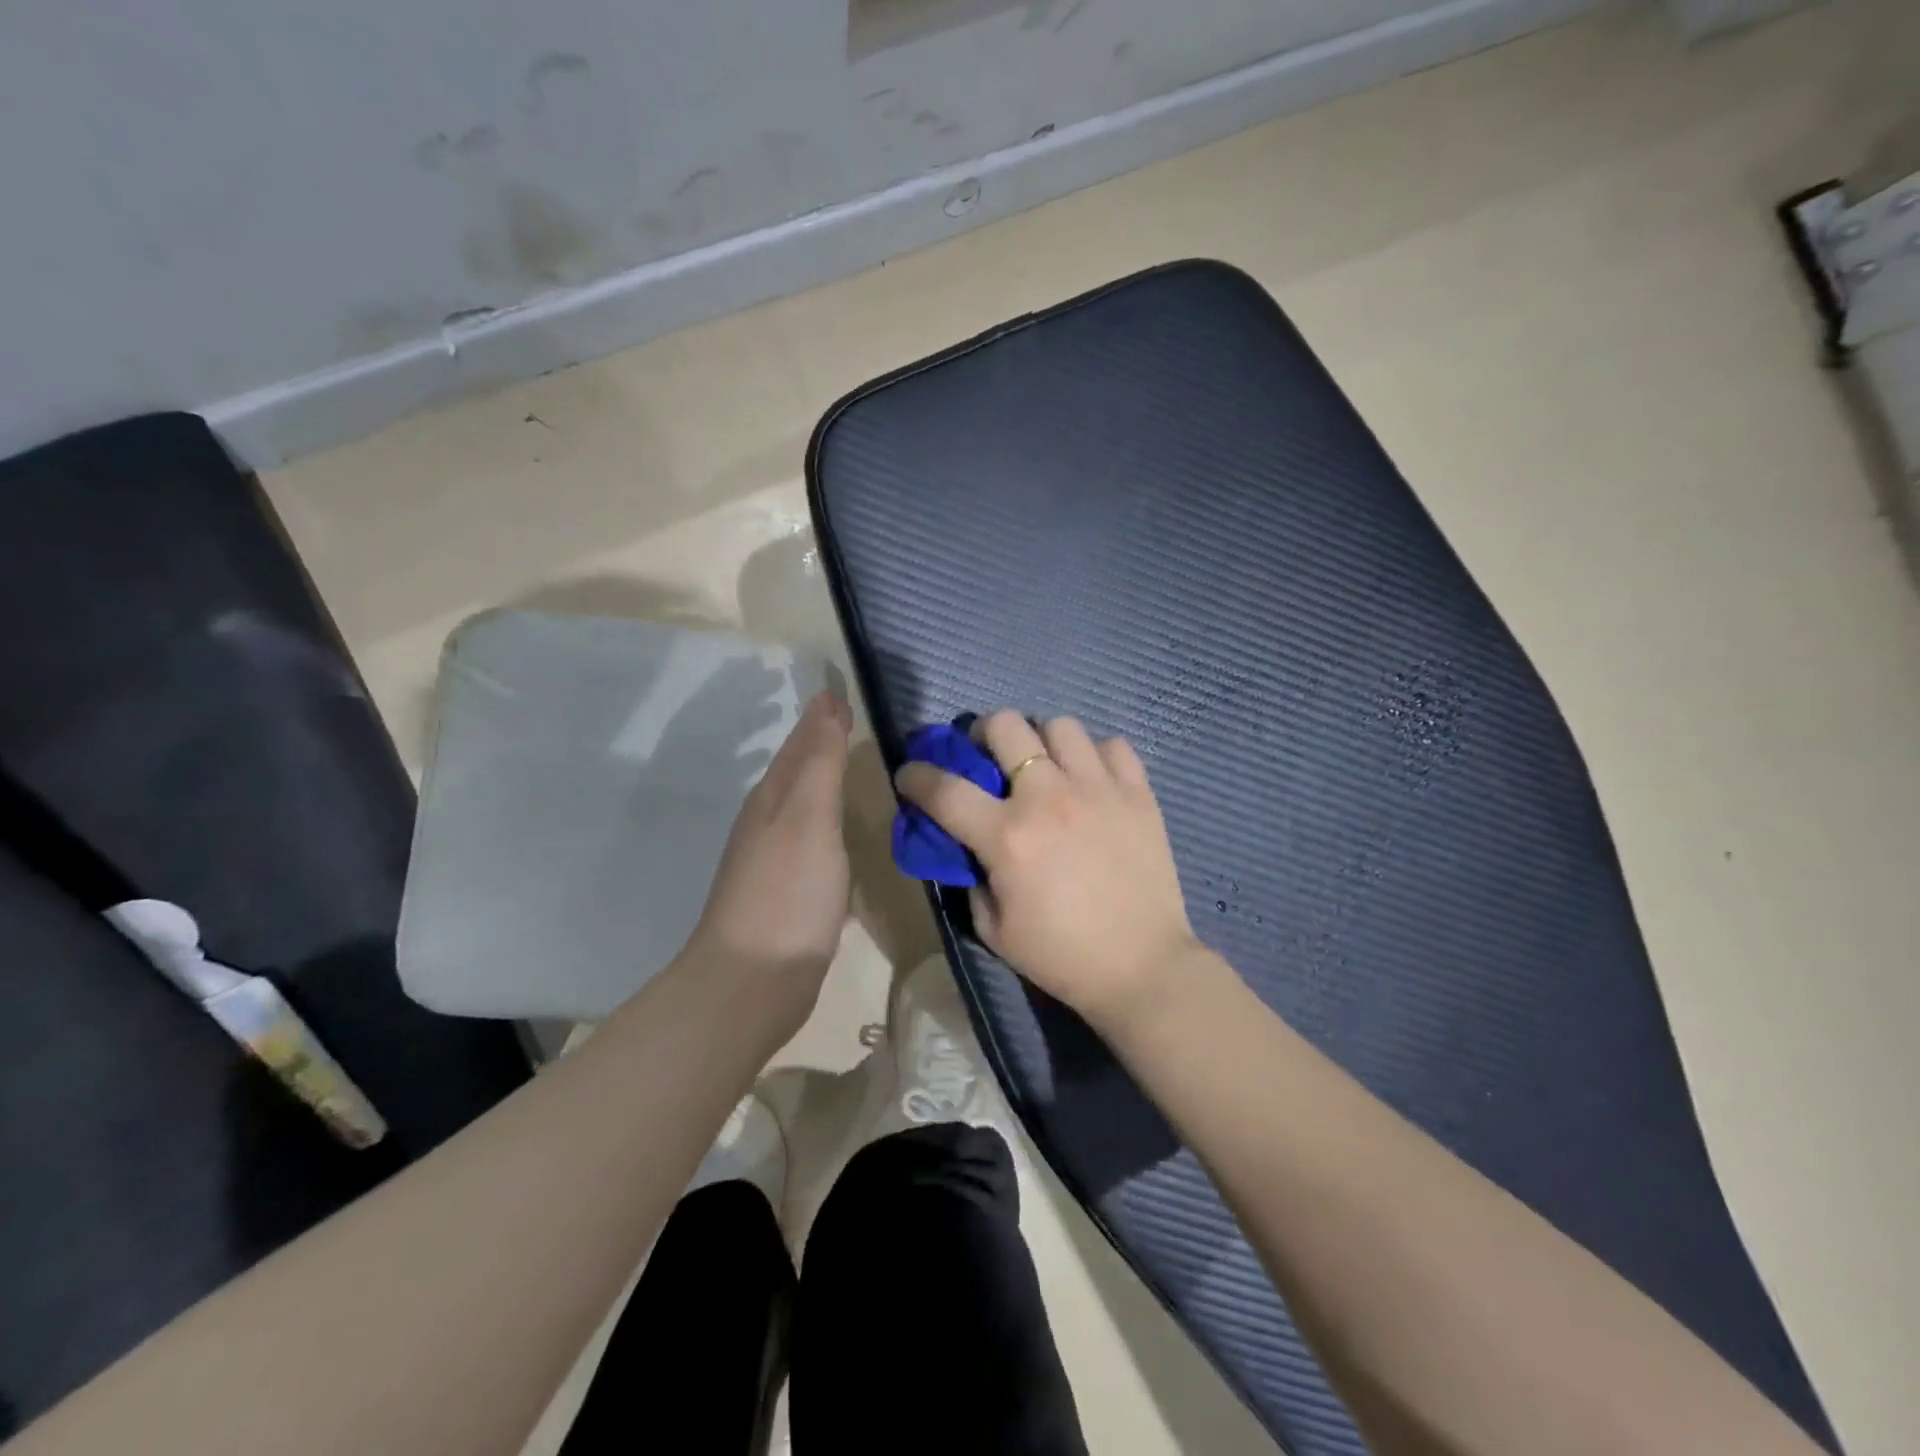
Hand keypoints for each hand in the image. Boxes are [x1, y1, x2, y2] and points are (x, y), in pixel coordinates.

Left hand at [685, 691, 852, 1034]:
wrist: (753, 982)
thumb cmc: (787, 894)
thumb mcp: (809, 818)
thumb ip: (821, 762)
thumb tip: (827, 702)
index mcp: (772, 799)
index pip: (800, 744)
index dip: (822, 718)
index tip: (845, 693)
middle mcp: (768, 823)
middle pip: (797, 772)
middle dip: (821, 744)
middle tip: (853, 722)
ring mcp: (775, 862)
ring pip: (804, 807)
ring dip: (825, 785)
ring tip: (856, 769)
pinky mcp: (789, 895)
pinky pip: (814, 842)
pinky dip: (830, 826)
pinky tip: (846, 837)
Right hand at [895, 711, 1201, 1029]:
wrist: (1142, 968)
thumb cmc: (1061, 956)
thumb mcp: (993, 928)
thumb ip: (972, 876)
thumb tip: (970, 844)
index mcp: (1007, 836)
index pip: (944, 789)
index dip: (916, 776)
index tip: (910, 774)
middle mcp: (1049, 797)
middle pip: (1004, 726)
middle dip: (982, 734)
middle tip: (988, 757)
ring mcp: (1098, 789)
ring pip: (1060, 725)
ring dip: (1041, 741)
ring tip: (1045, 766)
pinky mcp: (1138, 794)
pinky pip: (1113, 746)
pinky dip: (1095, 756)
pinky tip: (1090, 780)